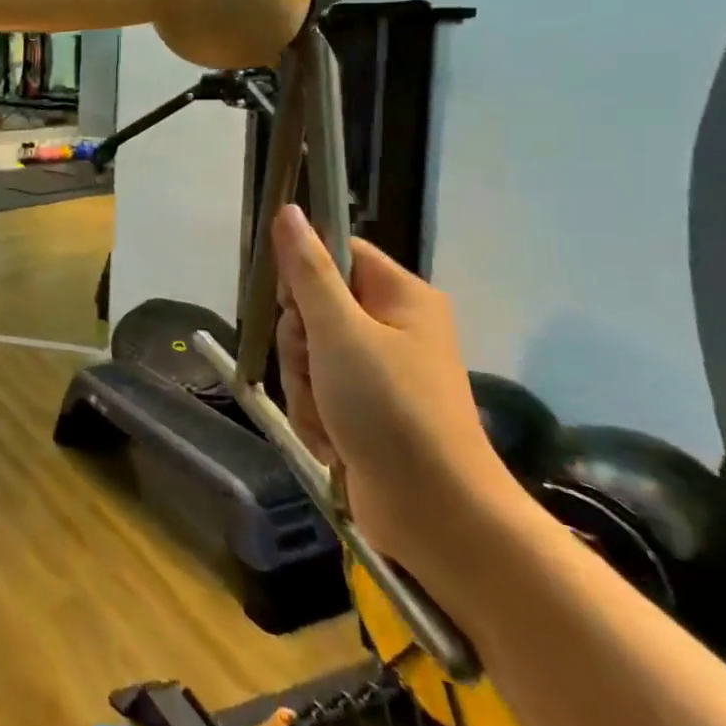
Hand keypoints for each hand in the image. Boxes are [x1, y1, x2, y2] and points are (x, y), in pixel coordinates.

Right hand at [272, 204, 516, 578]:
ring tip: (327, 416)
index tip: (294, 307)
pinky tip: (331, 439)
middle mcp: (392, 327)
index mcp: (400, 297)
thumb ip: (308, 271)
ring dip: (303, 385)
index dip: (304, 275)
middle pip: (313, 307)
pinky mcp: (366, 408)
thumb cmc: (391, 410)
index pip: (336, 253)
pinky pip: (318, 391)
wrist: (437, 515)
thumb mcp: (339, 333)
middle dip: (300, 345)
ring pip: (308, 353)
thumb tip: (289, 210)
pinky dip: (315, 413)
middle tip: (315, 369)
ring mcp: (379, 371)